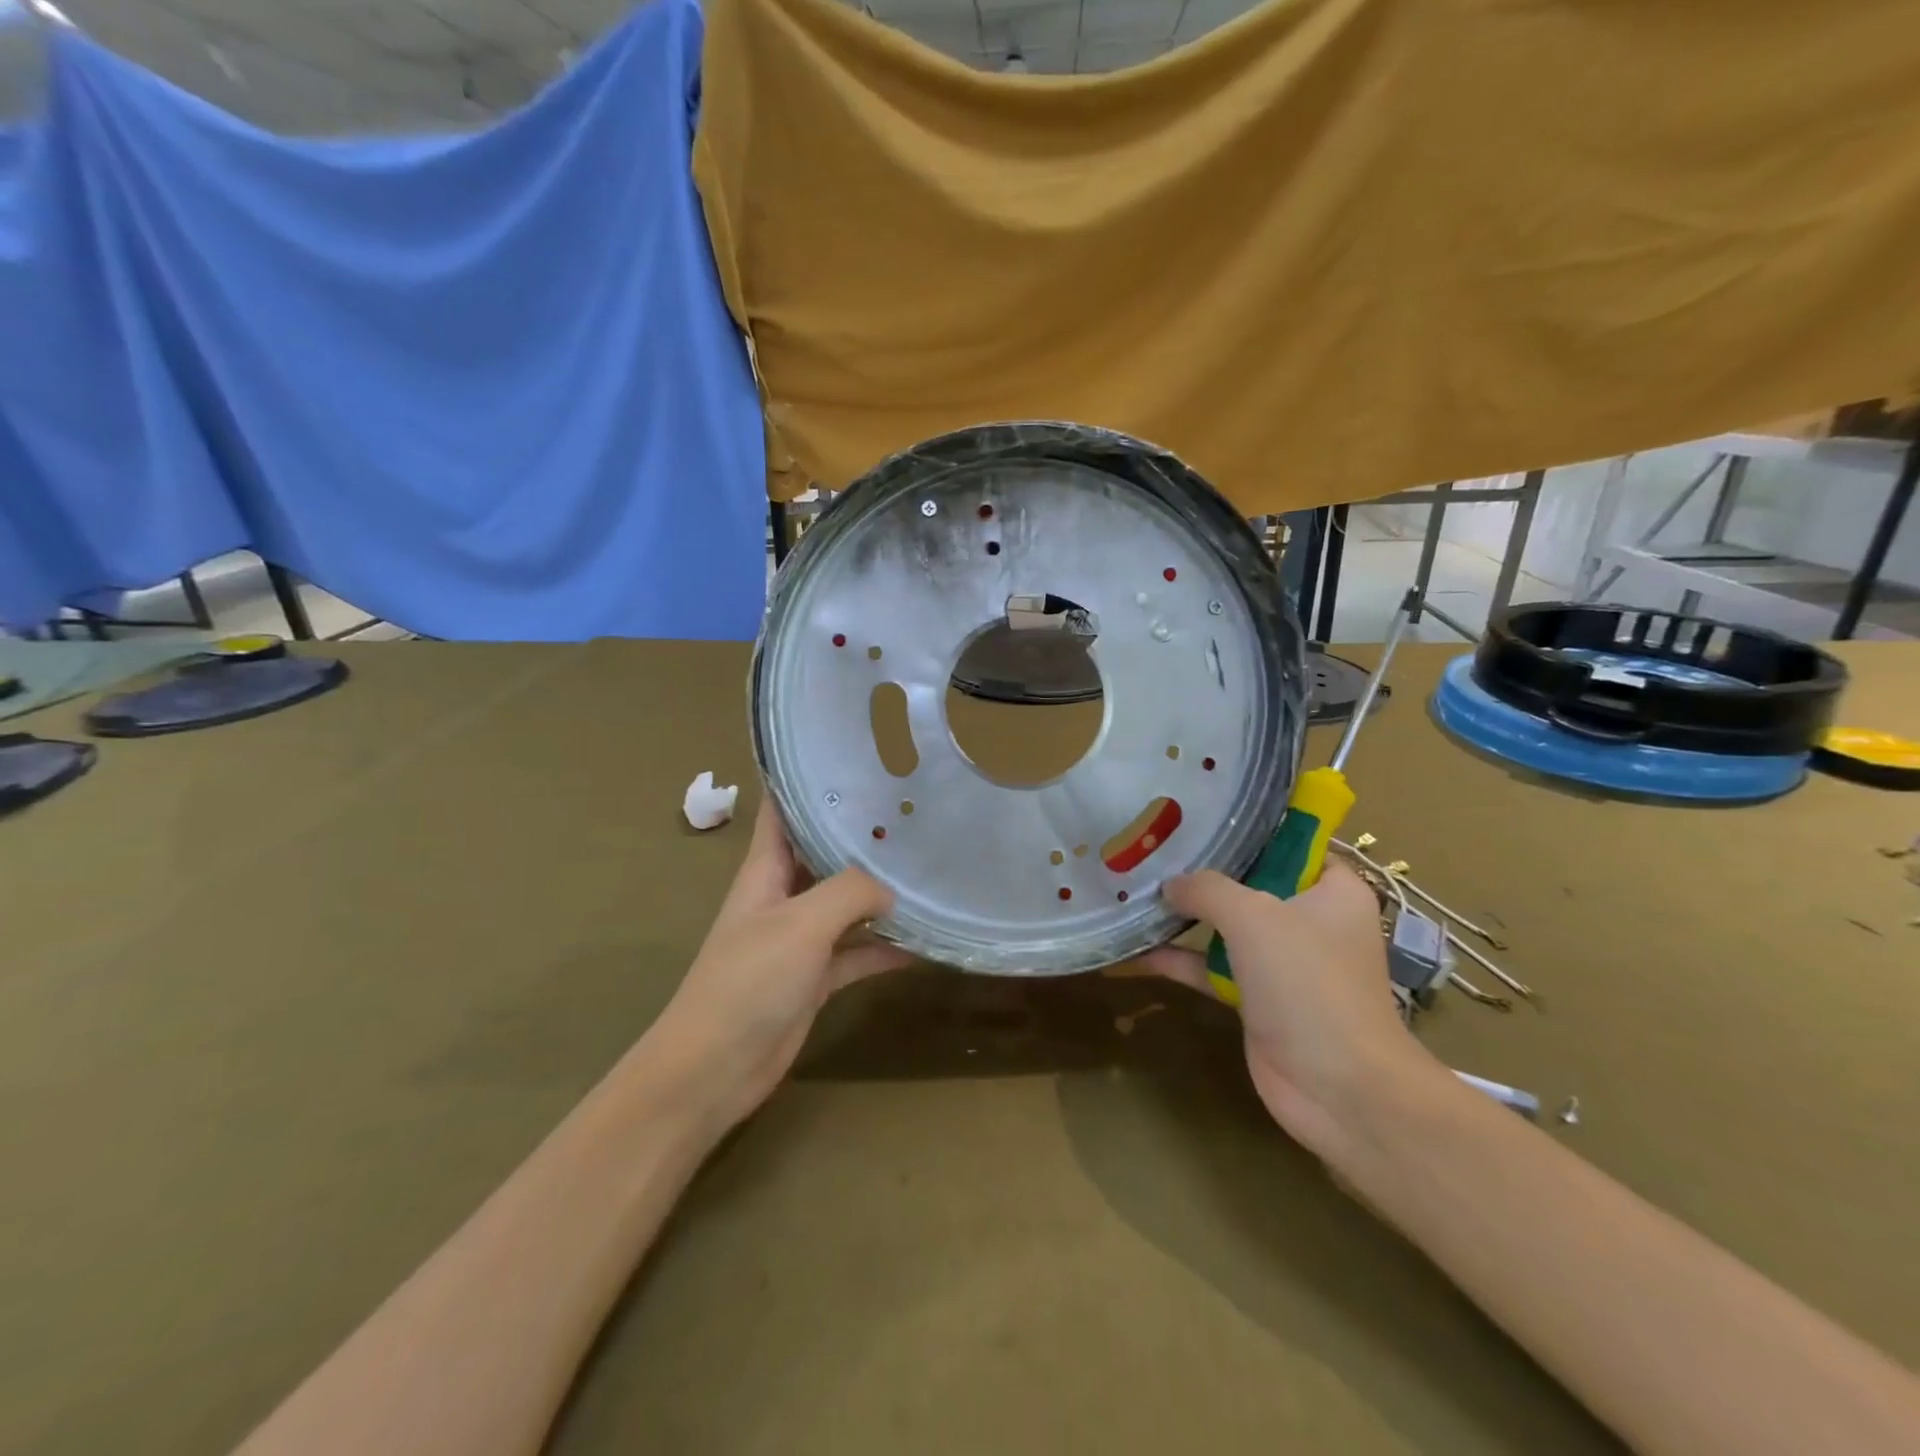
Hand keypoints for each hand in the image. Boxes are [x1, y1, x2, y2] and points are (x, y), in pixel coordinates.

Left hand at [643, 797, 912, 1132]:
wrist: (714, 1069)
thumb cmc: (748, 982)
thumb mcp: (801, 923)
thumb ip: (849, 892)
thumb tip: (890, 888)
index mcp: (764, 871)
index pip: (780, 810)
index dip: (805, 781)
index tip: (848, 758)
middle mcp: (781, 897)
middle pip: (822, 854)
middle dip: (860, 835)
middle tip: (912, 812)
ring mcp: (799, 940)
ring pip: (845, 905)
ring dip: (880, 894)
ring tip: (928, 870)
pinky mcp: (814, 979)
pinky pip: (857, 953)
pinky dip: (885, 948)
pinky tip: (924, 944)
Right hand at [1143, 859, 1441, 1157]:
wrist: (1338, 1087)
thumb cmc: (1308, 982)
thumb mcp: (1254, 917)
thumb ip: (1207, 889)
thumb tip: (1170, 884)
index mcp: (1333, 891)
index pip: (1292, 844)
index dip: (1248, 830)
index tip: (1199, 818)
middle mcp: (1311, 921)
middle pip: (1251, 884)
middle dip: (1205, 872)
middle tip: (1155, 851)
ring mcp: (1284, 963)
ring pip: (1228, 927)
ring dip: (1187, 917)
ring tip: (1137, 892)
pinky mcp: (1260, 999)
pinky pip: (1213, 968)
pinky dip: (1181, 960)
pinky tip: (1137, 950)